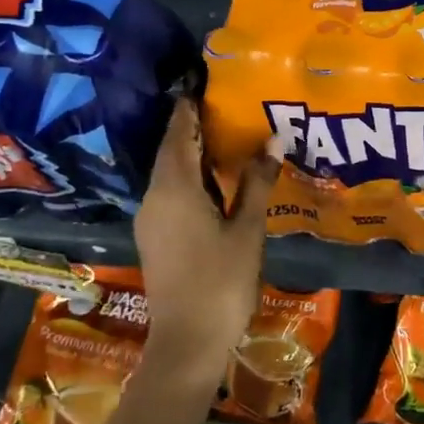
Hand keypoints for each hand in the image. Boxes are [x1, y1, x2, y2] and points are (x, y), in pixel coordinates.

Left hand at [134, 97, 280, 369]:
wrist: (187, 342)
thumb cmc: (221, 281)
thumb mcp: (247, 229)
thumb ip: (256, 182)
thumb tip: (272, 140)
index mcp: (174, 188)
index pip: (179, 133)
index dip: (189, 106)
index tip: (203, 80)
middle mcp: (154, 197)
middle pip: (171, 150)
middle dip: (193, 126)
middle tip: (225, 104)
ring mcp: (151, 219)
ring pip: (170, 173)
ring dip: (193, 152)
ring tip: (226, 134)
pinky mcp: (156, 237)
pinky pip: (170, 192)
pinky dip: (190, 176)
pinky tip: (216, 179)